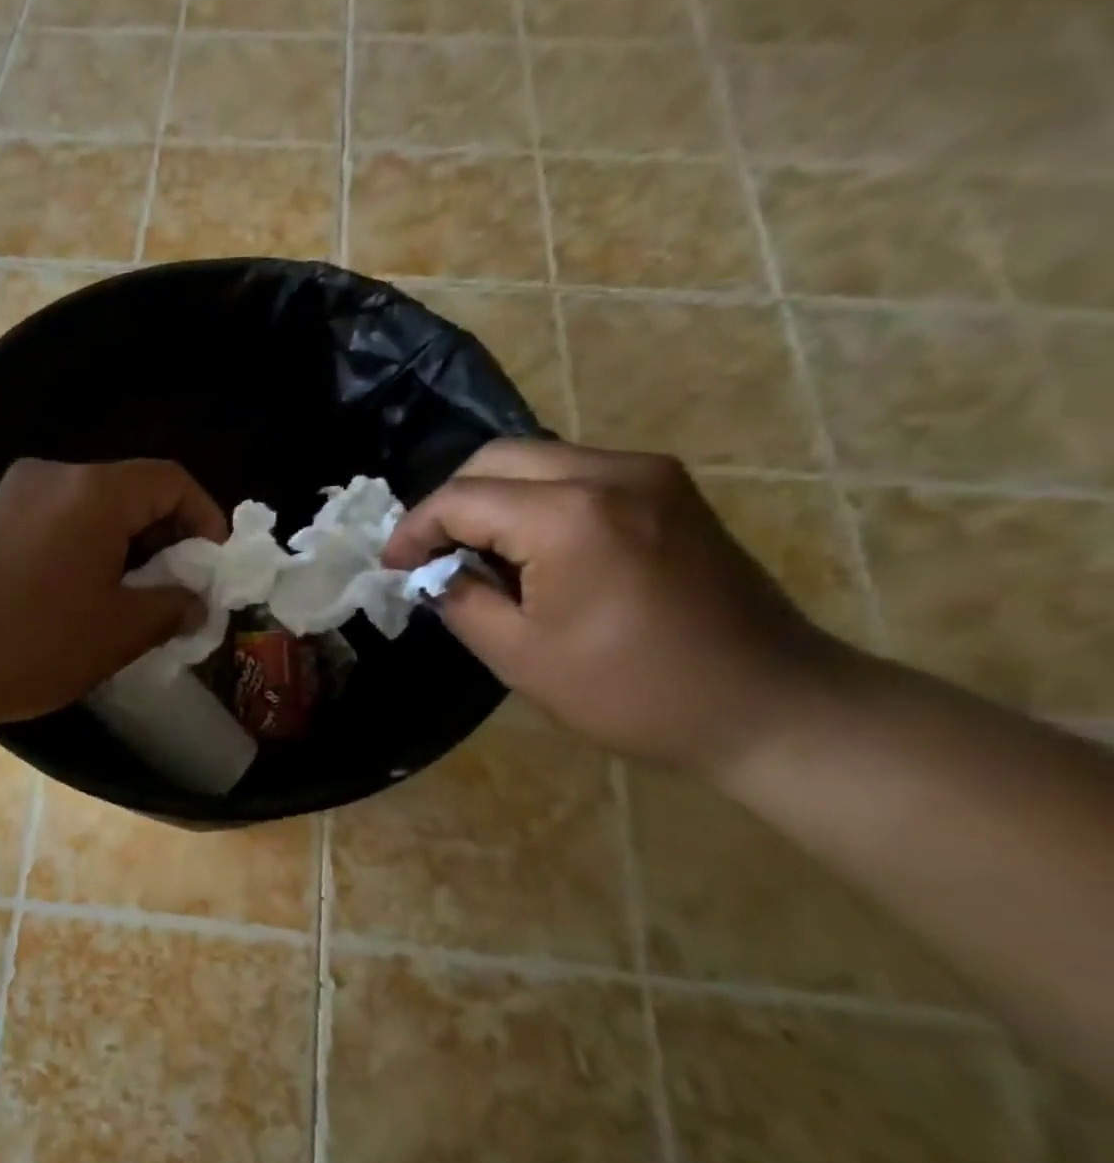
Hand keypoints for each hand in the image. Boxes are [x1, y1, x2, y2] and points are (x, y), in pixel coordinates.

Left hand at [0, 458, 227, 725]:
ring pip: (92, 506)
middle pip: (130, 488)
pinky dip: (86, 545)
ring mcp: (15, 494)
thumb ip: (171, 607)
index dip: (204, 518)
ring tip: (134, 595)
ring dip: (125, 543)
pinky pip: (57, 519)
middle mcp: (54, 475)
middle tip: (178, 585)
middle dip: (165, 534)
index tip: (212, 565)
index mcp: (94, 491)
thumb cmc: (34, 642)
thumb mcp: (119, 631)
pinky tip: (84, 592)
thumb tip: (195, 602)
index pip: (170, 480)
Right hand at [384, 441, 850, 775]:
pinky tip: (532, 548)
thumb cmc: (633, 691)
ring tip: (477, 553)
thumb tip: (434, 574)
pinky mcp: (670, 489)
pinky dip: (537, 500)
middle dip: (451, 503)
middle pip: (497, 458)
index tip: (392, 567)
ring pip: (538, 459)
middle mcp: (609, 471)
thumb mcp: (521, 657)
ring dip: (494, 498)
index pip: (461, 498)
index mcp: (568, 515)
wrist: (769, 704)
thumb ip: (461, 601)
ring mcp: (648, 473)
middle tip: (431, 555)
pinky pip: (578, 473)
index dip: (415, 530)